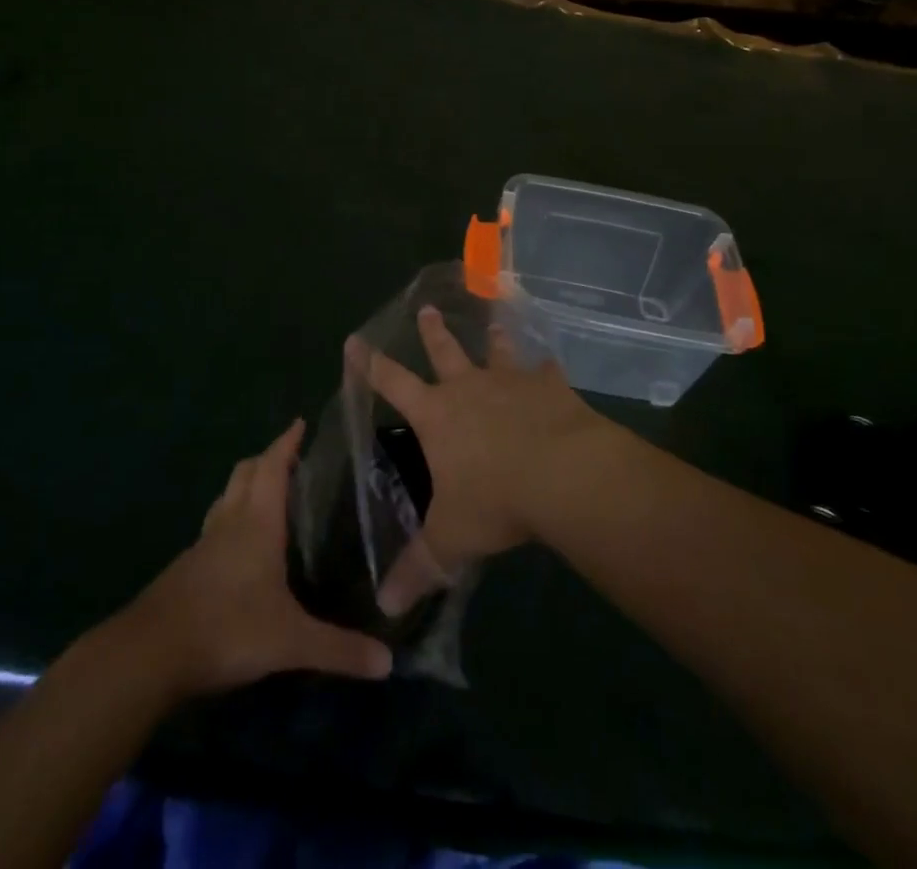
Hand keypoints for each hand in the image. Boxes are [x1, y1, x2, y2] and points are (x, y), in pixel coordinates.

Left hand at [131, 420, 392, 694]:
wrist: (149, 655)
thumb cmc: (226, 629)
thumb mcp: (290, 642)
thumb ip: (338, 649)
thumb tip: (388, 662)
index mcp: (257, 523)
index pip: (273, 467)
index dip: (287, 442)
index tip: (299, 422)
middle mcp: (230, 523)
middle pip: (245, 473)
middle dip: (266, 458)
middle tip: (289, 458)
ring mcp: (203, 545)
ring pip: (226, 499)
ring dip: (246, 486)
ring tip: (266, 494)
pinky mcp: (186, 570)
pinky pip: (214, 529)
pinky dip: (231, 520)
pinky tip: (239, 548)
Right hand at [347, 306, 618, 615]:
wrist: (562, 473)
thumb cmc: (496, 501)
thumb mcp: (451, 540)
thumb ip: (418, 569)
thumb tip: (384, 608)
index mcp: (437, 415)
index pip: (392, 383)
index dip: (370, 364)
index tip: (355, 339)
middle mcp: (470, 388)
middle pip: (445, 352)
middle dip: (432, 332)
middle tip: (426, 309)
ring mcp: (512, 382)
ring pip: (497, 352)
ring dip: (493, 338)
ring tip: (494, 322)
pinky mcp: (551, 387)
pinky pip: (546, 371)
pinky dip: (546, 368)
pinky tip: (551, 363)